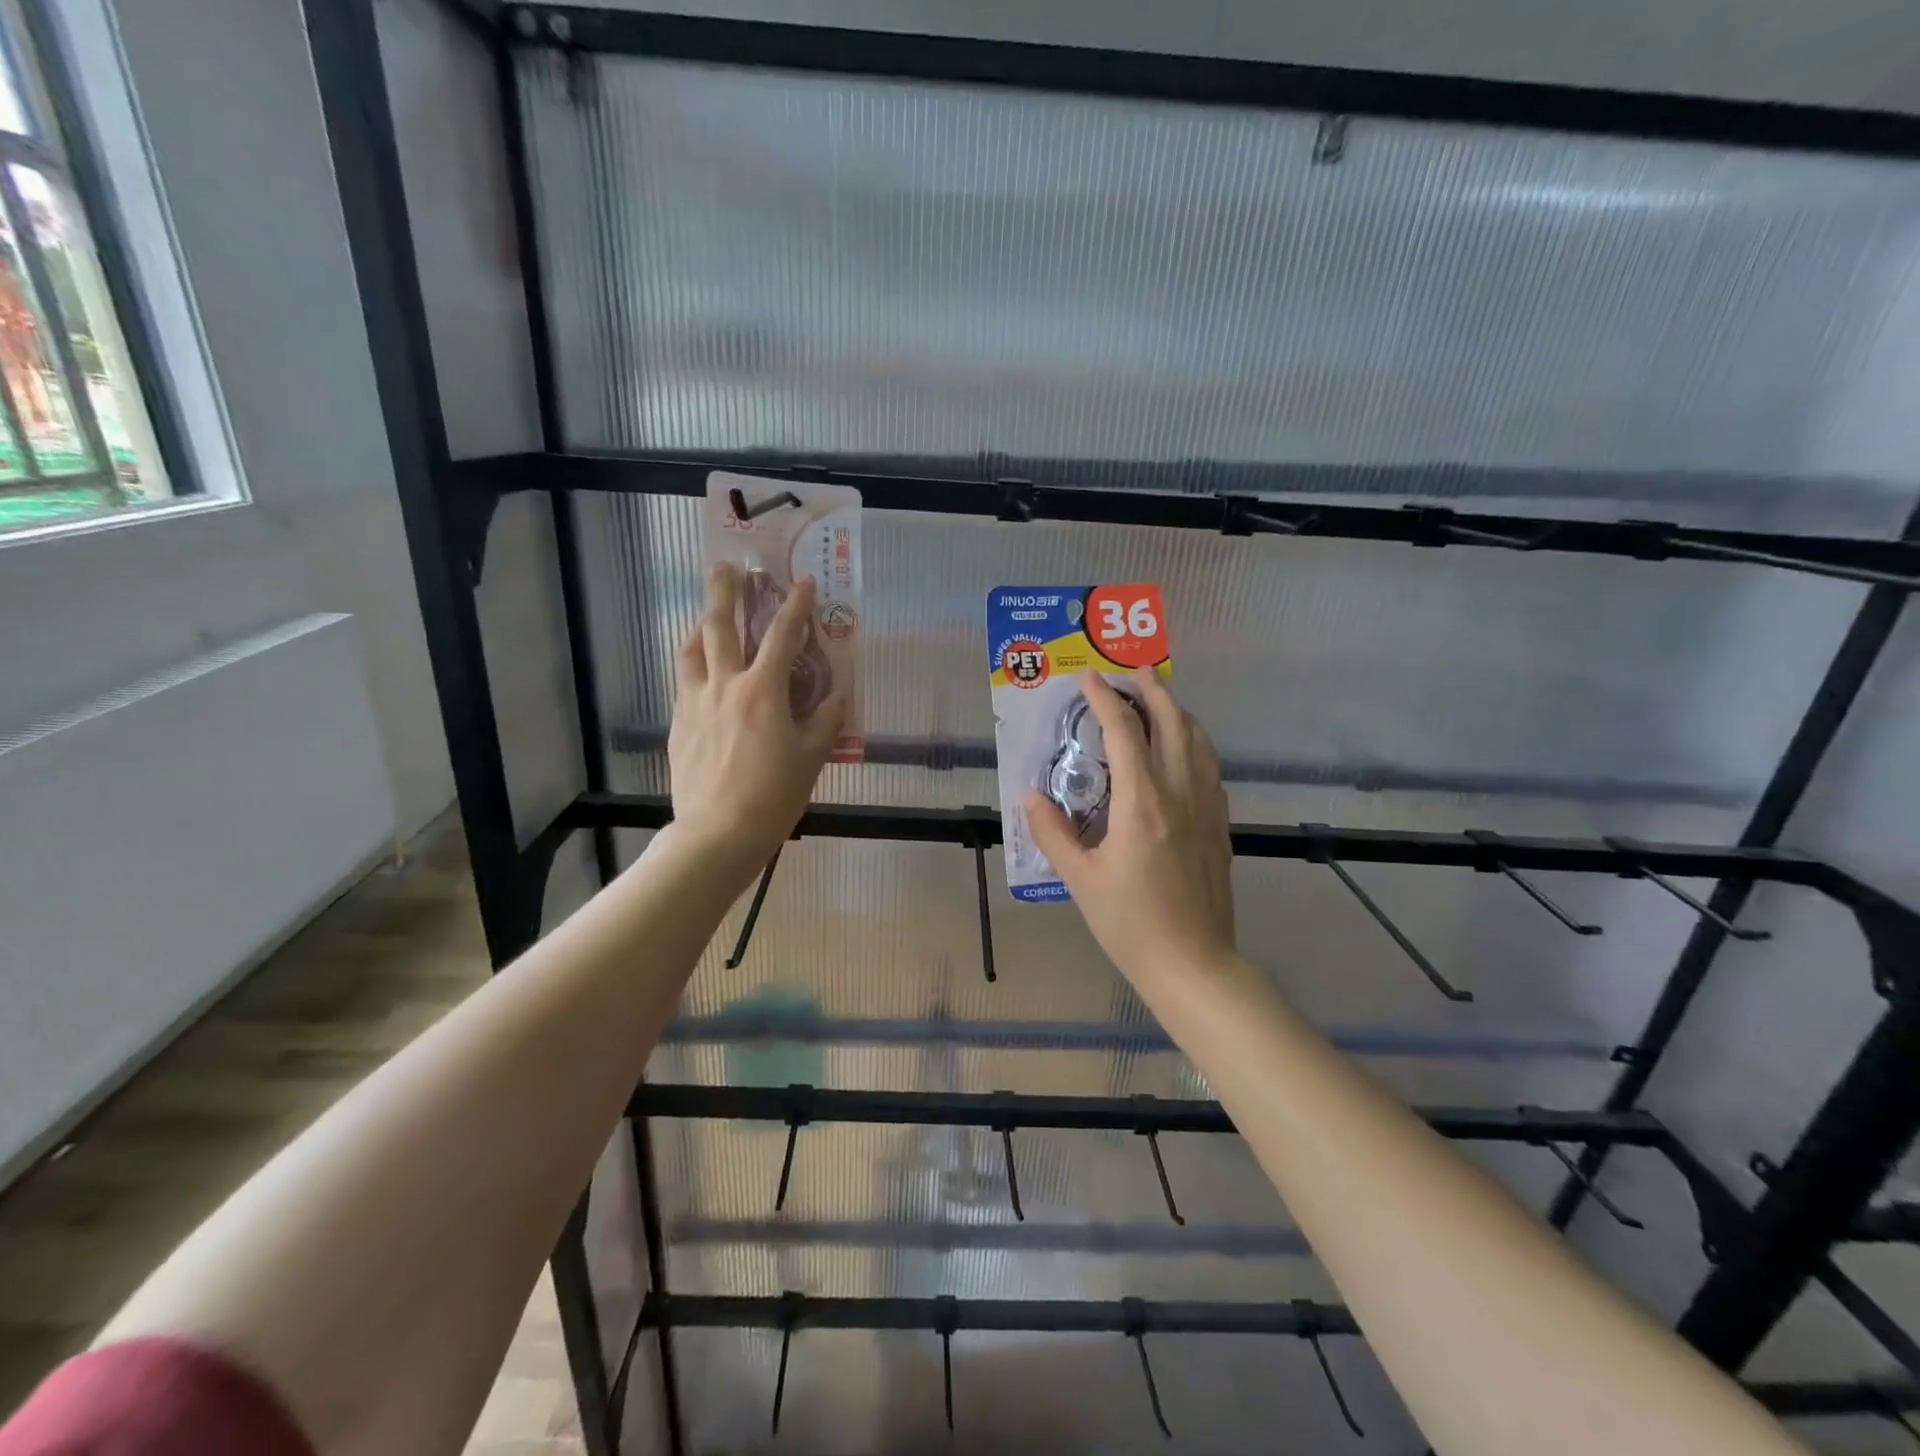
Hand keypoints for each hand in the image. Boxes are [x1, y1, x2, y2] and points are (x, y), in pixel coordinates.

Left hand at [667, 563, 845, 883]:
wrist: (717, 833)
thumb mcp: (811, 759)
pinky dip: (694, 663)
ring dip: (702, 624)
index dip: (796, 605)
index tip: (803, 581)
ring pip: (692, 650)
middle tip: (727, 566)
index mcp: (763, 691)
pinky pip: (685, 681)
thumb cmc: (773, 795)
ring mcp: (696, 703)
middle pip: (721, 626)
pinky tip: (701, 670)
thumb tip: (837, 698)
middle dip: (726, 591)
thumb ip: (826, 722)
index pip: (782, 635)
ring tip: (707, 614)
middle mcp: (725, 686)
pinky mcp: (679, 724)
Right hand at [1025, 669, 1235, 985]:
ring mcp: (1206, 807)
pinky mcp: (1219, 824)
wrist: (1193, 963)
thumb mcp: (1080, 880)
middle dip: (1152, 689)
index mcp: (1142, 803)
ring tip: (1157, 700)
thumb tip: (1032, 796)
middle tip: (1132, 670)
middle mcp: (1179, 793)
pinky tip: (1182, 750)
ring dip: (1177, 711)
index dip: (1104, 700)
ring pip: (1198, 740)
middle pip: (1173, 722)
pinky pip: (1209, 766)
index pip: (1123, 733)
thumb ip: (1053, 832)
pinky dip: (1194, 742)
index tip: (1088, 678)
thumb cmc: (1131, 924)